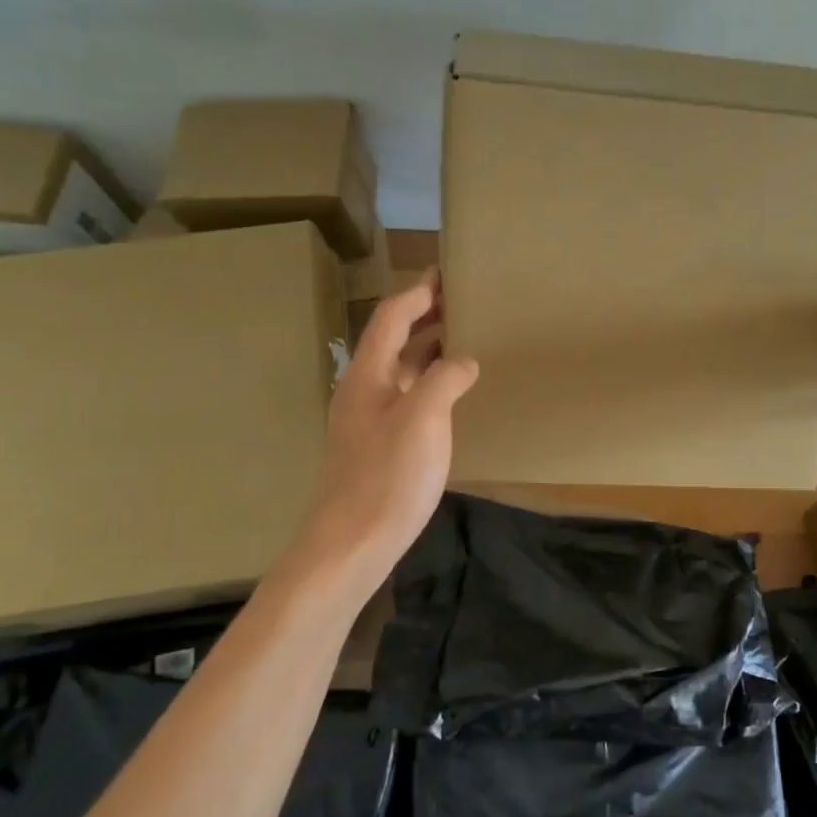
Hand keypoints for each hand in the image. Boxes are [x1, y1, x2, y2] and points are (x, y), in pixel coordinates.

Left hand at [303, 271, 478, 569]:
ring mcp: (369, 419)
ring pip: (401, 370)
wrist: (352, 542)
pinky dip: (430, 381)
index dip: (417, 293)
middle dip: (424, 316)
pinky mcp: (379, 445)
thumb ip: (445, 380)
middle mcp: (364, 390)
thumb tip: (464, 361)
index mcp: (368, 375)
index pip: (391, 318)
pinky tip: (452, 393)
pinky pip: (407, 396)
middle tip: (461, 302)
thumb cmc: (388, 475)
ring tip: (463, 338)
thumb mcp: (424, 419)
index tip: (444, 274)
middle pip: (393, 340)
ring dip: (428, 349)